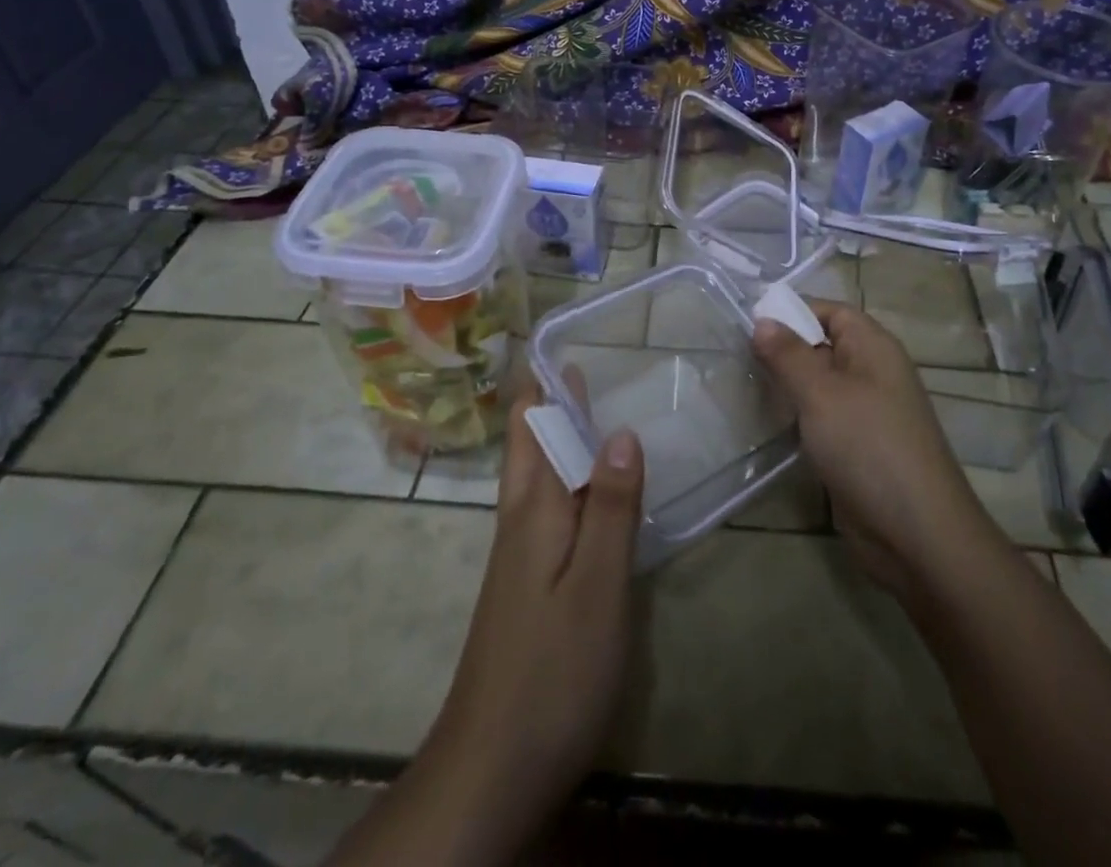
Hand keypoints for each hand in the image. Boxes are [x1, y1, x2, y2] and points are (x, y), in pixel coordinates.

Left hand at [357, 401, 642, 865]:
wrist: (491, 769)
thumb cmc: (552, 671)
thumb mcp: (596, 587)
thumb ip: (609, 508)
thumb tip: (619, 430)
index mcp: (534, 509)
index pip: (533, 427)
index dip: (544, 384)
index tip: (561, 341)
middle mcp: (520, 521)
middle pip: (529, 445)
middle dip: (547, 402)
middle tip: (581, 362)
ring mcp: (519, 556)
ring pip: (536, 475)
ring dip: (556, 435)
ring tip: (587, 405)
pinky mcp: (527, 585)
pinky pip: (546, 508)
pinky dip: (565, 477)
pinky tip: (586, 488)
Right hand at [753, 301, 991, 596]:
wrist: (917, 535)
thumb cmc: (868, 447)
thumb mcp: (821, 394)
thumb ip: (789, 355)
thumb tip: (762, 320)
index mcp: (874, 347)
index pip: (830, 311)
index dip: (792, 311)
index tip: (748, 321)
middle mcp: (873, 372)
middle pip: (823, 345)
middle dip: (784, 348)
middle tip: (736, 355)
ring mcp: (868, 412)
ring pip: (821, 383)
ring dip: (789, 384)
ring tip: (745, 384)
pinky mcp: (859, 447)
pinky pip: (824, 416)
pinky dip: (799, 415)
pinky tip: (771, 423)